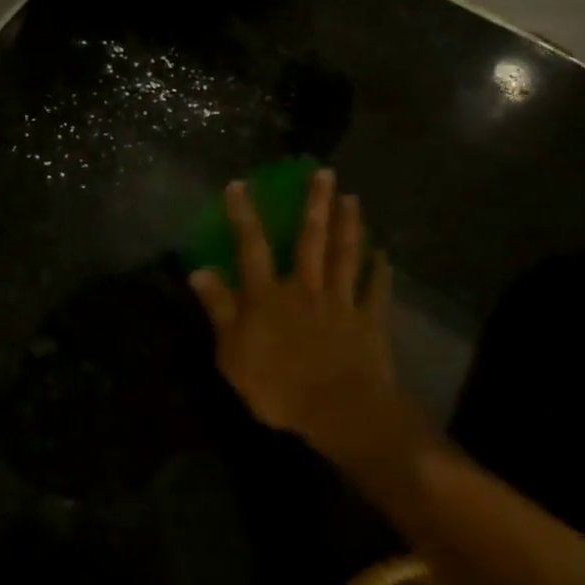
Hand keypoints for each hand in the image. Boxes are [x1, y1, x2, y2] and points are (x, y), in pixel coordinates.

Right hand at [188, 170, 402, 462]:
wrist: (339, 411)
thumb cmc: (278, 386)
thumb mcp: (232, 353)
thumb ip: (219, 309)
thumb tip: (199, 271)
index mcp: (268, 296)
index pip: (252, 247)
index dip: (244, 215)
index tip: (240, 184)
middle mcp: (305, 288)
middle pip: (311, 240)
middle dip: (316, 204)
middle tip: (324, 173)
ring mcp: (341, 302)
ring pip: (345, 256)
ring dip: (349, 225)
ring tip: (352, 198)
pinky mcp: (368, 322)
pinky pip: (376, 291)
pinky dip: (381, 272)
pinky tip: (385, 254)